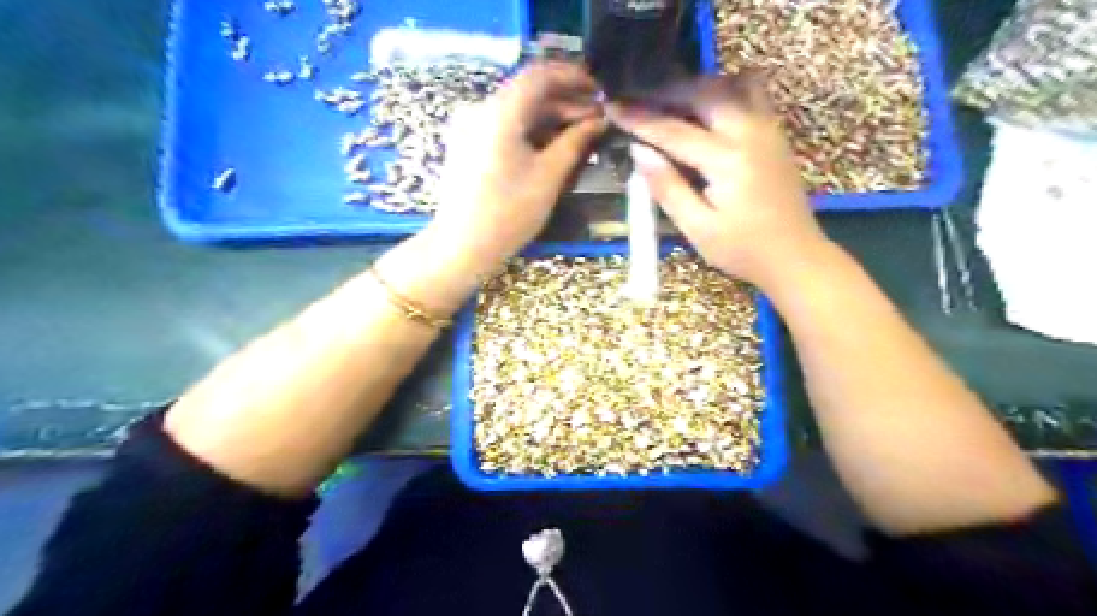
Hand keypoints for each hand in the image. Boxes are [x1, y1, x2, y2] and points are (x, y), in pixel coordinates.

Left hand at [426, 63, 603, 270]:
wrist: (462, 246)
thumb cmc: (508, 214)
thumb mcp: (549, 177)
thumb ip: (575, 141)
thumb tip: (598, 119)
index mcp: (498, 112)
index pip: (539, 75)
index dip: (572, 76)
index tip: (598, 88)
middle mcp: (480, 109)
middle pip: (528, 92)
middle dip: (565, 101)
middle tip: (596, 116)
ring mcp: (470, 126)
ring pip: (517, 110)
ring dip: (549, 117)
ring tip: (580, 132)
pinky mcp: (468, 144)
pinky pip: (504, 125)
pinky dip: (530, 130)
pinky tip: (552, 144)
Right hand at [609, 73, 832, 290]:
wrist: (795, 255)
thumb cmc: (742, 250)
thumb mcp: (697, 228)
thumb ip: (668, 187)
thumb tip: (639, 152)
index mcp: (727, 160)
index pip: (673, 131)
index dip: (639, 119)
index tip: (613, 106)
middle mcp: (750, 131)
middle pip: (704, 92)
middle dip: (667, 91)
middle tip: (638, 99)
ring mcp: (768, 127)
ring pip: (730, 83)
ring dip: (697, 87)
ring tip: (672, 103)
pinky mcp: (775, 132)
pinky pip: (751, 92)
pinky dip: (723, 90)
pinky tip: (706, 110)